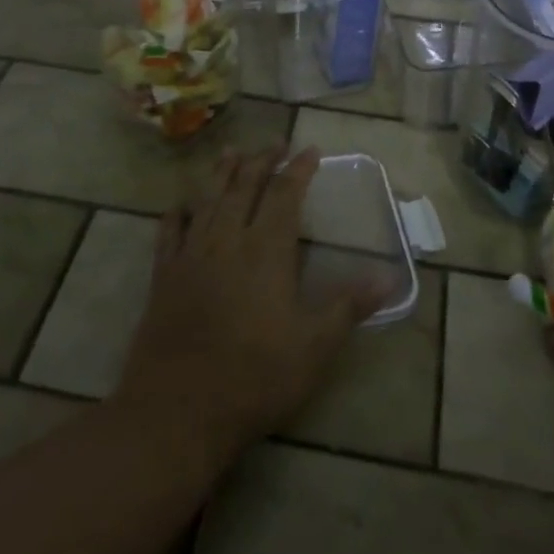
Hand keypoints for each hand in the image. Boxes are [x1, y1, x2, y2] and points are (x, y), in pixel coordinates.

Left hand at [114, 146, 384, 467]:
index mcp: (266, 250)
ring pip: (209, 200)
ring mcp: (191, 256)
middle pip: (244, 186)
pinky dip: (178, 212)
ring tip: (232, 152)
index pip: (285, 195)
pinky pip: (169, 232)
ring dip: (222, 173)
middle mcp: (227, 240)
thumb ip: (349, 305)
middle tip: (275, 144)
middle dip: (262, 160)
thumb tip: (390, 275)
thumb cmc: (254, 377)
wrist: (177, 409)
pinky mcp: (163, 276)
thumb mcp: (314, 347)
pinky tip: (182, 204)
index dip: (299, 169)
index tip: (310, 150)